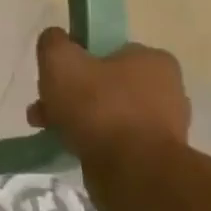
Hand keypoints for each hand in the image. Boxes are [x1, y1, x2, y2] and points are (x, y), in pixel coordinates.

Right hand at [25, 27, 189, 166]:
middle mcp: (167, 88)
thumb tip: (56, 38)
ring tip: (49, 131)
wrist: (133, 171)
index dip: (75, 61)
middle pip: (103, 84)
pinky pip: (116, 140)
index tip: (53, 78)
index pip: (106, 51)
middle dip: (69, 95)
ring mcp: (165, 124)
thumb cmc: (98, 107)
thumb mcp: (60, 61)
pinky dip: (93, 141)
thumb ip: (54, 42)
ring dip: (77, 119)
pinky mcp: (157, 155)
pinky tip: (71, 147)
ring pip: (107, 113)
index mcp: (152, 60)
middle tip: (43, 109)